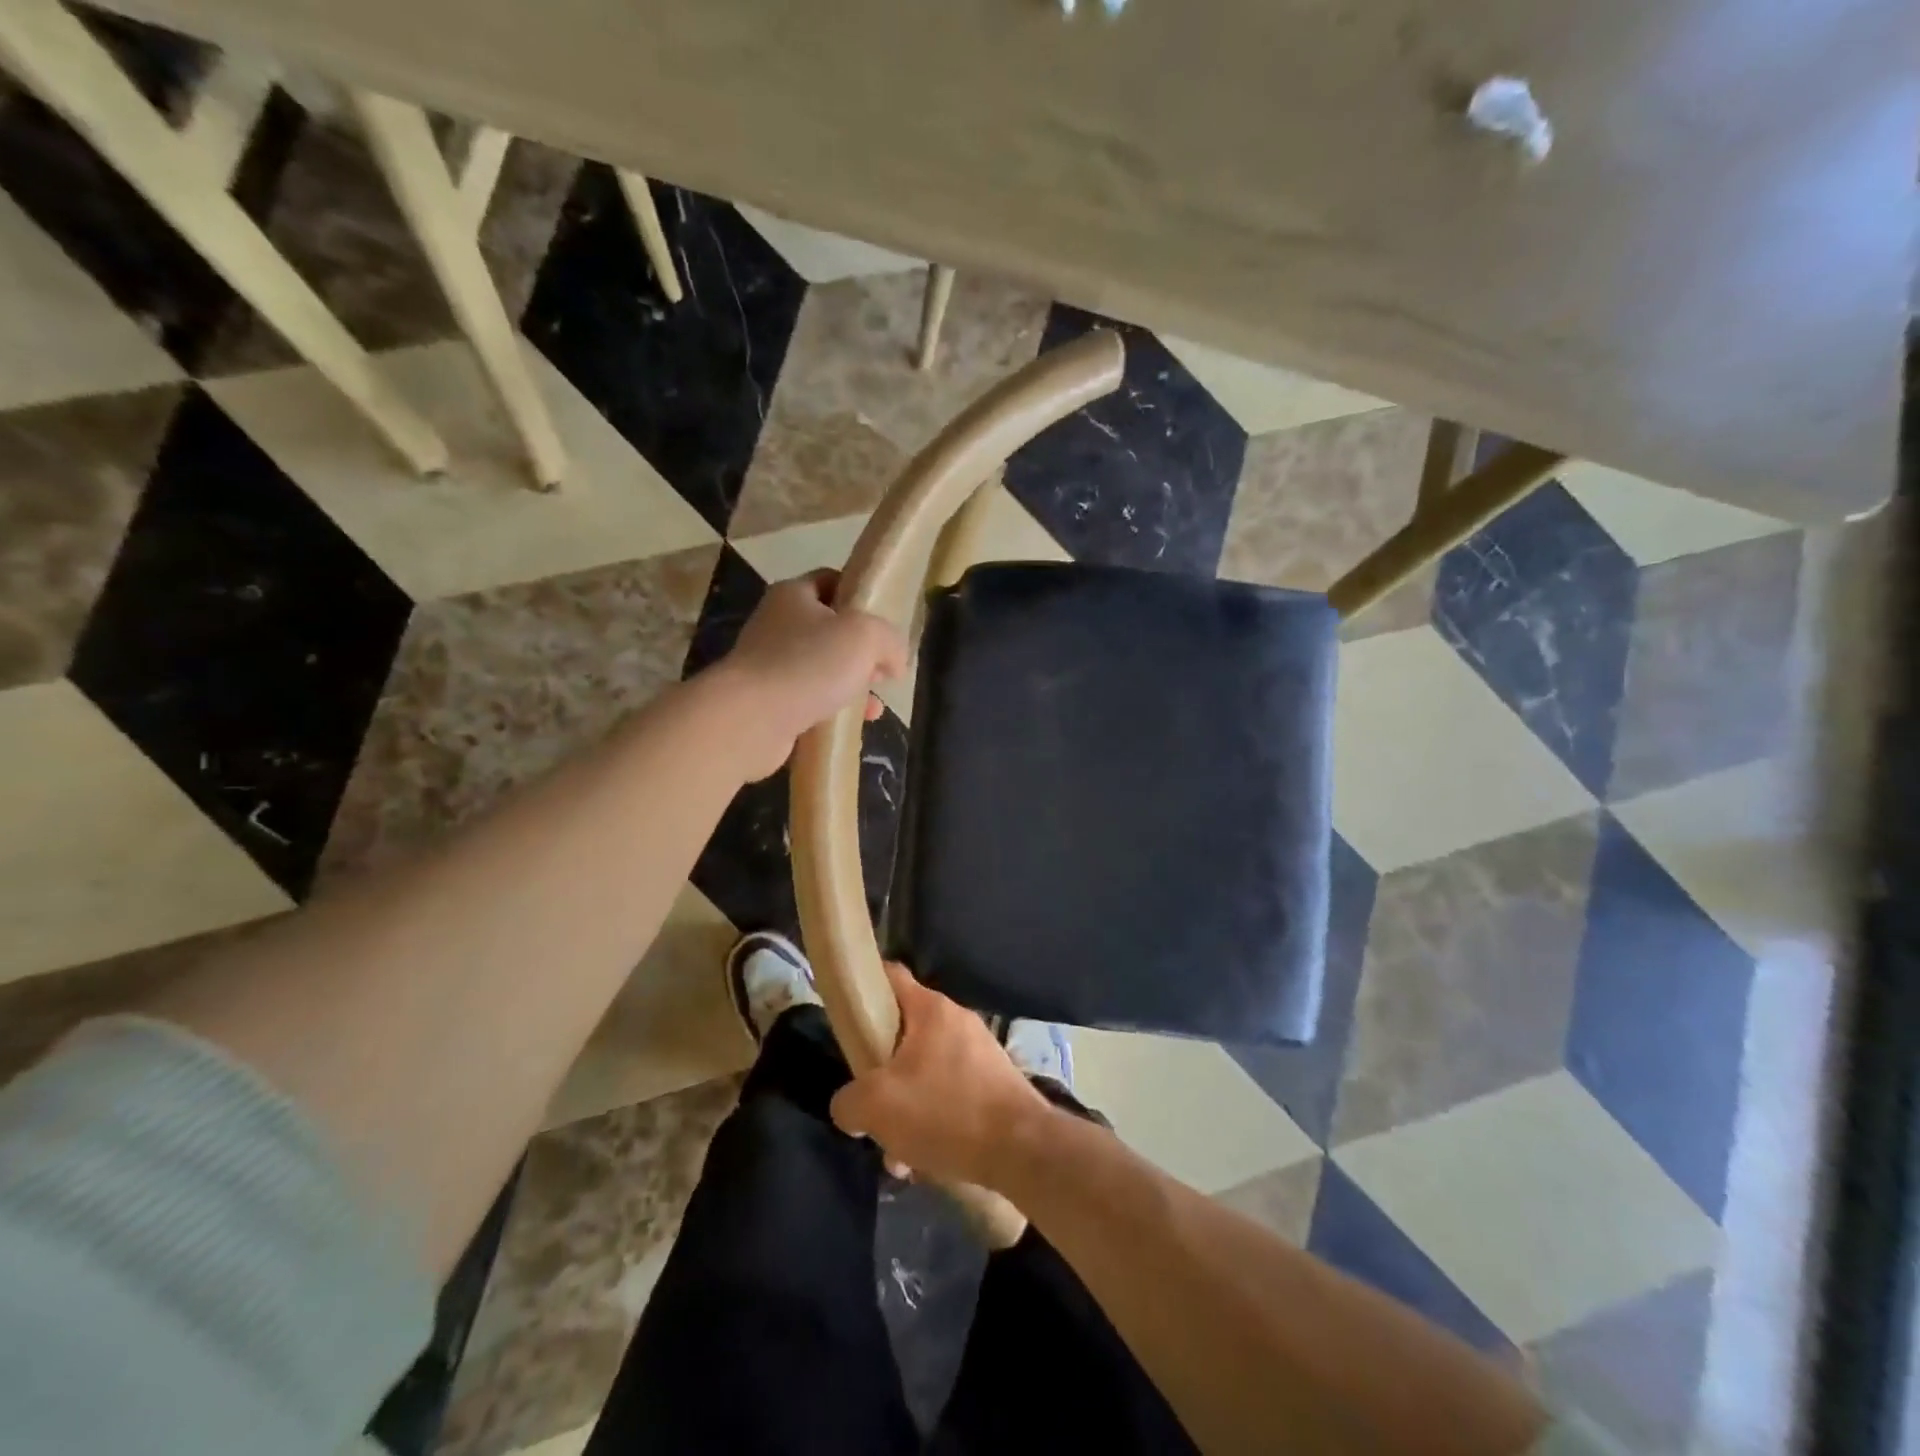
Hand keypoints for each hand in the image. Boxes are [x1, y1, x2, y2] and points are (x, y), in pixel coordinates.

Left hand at [716, 570, 908, 780]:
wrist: (750, 719)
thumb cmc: (809, 664)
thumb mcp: (865, 636)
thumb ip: (890, 640)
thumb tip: (895, 661)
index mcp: (794, 594)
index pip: (831, 581)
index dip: (860, 596)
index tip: (885, 623)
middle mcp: (777, 624)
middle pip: (830, 629)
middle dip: (861, 650)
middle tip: (883, 670)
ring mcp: (769, 664)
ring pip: (822, 668)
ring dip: (851, 684)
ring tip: (873, 706)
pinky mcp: (767, 701)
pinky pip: (809, 699)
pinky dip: (832, 709)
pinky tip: (851, 724)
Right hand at [831, 962, 1051, 1189]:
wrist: (1022, 1149)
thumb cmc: (945, 1111)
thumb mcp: (877, 1106)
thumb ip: (848, 1101)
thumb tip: (848, 1106)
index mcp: (931, 1009)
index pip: (890, 976)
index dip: (864, 986)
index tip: (845, 1013)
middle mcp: (957, 1021)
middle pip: (903, 1034)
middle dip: (882, 1073)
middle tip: (869, 1106)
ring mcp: (979, 1052)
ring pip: (925, 1072)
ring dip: (906, 1108)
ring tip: (898, 1155)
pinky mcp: (993, 1083)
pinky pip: (949, 1095)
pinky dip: (933, 1122)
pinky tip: (926, 1162)